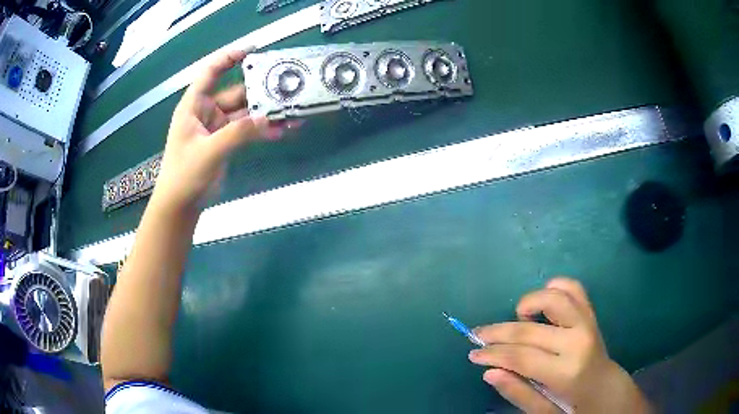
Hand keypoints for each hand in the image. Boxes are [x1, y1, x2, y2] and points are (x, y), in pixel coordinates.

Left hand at [151, 49, 285, 211]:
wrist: (180, 205)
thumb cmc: (184, 175)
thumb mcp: (209, 151)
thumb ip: (238, 133)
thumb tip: (269, 118)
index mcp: (194, 105)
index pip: (211, 72)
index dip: (229, 57)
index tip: (254, 50)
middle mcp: (206, 111)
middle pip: (236, 92)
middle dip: (259, 90)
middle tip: (286, 86)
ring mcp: (217, 127)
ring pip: (245, 112)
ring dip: (265, 112)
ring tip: (291, 111)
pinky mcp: (226, 142)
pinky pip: (247, 130)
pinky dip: (263, 130)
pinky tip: (282, 130)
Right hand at [468, 277, 649, 412]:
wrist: (604, 387)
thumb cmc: (572, 405)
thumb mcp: (543, 411)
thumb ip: (517, 392)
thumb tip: (489, 371)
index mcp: (565, 371)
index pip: (520, 356)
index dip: (492, 354)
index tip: (473, 354)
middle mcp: (577, 341)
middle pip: (529, 329)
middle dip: (497, 332)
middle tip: (478, 335)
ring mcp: (586, 322)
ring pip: (553, 298)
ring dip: (528, 302)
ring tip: (517, 316)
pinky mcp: (591, 312)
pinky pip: (573, 287)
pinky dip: (555, 287)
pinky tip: (543, 301)